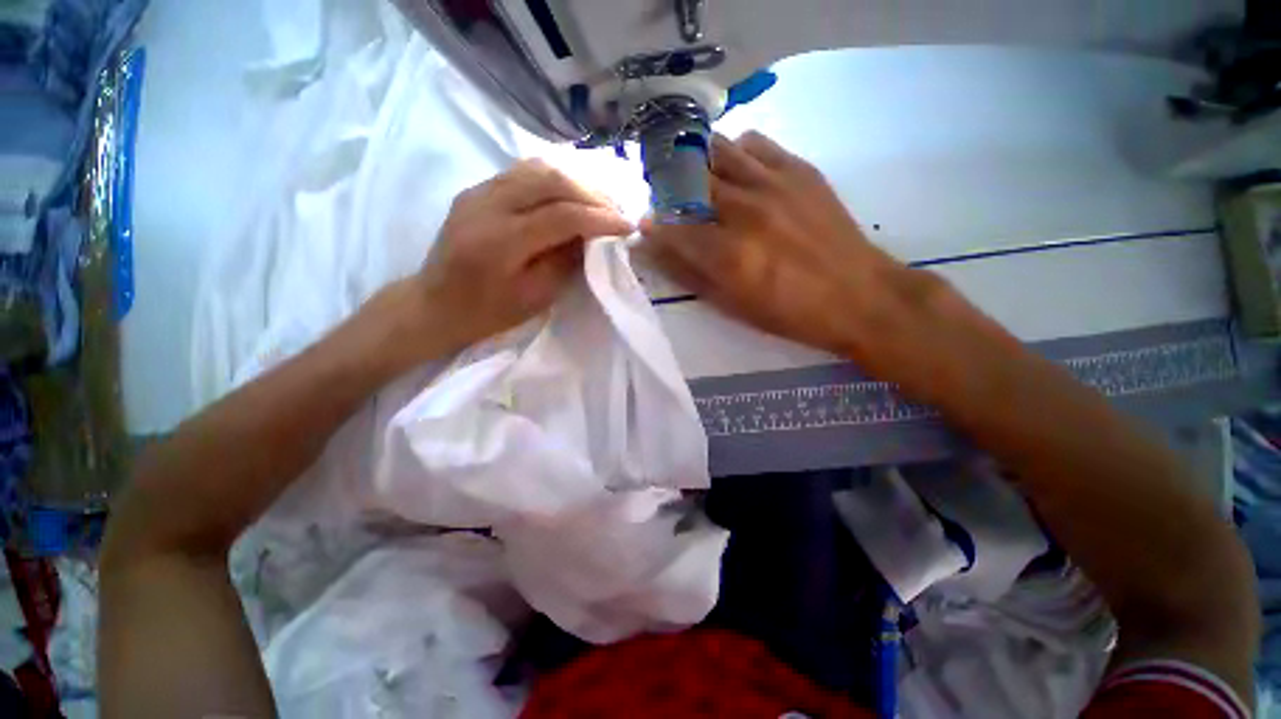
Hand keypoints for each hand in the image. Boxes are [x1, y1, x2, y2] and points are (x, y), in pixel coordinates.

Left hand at [407, 159, 632, 353]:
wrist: (435, 304)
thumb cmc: (488, 313)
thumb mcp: (535, 297)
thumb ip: (566, 262)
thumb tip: (595, 237)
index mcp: (501, 241)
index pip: (562, 215)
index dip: (600, 219)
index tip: (627, 227)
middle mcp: (488, 204)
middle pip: (550, 179)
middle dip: (592, 193)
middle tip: (617, 210)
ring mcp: (479, 191)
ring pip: (537, 167)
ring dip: (575, 181)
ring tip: (599, 200)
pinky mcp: (478, 190)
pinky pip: (522, 172)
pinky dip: (554, 179)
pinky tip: (571, 194)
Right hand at [639, 132, 941, 369]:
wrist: (858, 295)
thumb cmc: (789, 312)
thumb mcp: (732, 306)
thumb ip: (689, 274)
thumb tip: (654, 248)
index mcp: (727, 254)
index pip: (671, 227)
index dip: (654, 225)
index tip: (649, 226)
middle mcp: (744, 210)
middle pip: (689, 181)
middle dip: (670, 189)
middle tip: (671, 200)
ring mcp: (773, 183)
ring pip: (718, 151)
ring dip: (699, 164)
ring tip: (700, 181)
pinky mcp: (798, 170)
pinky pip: (754, 143)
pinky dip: (736, 153)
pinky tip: (738, 172)